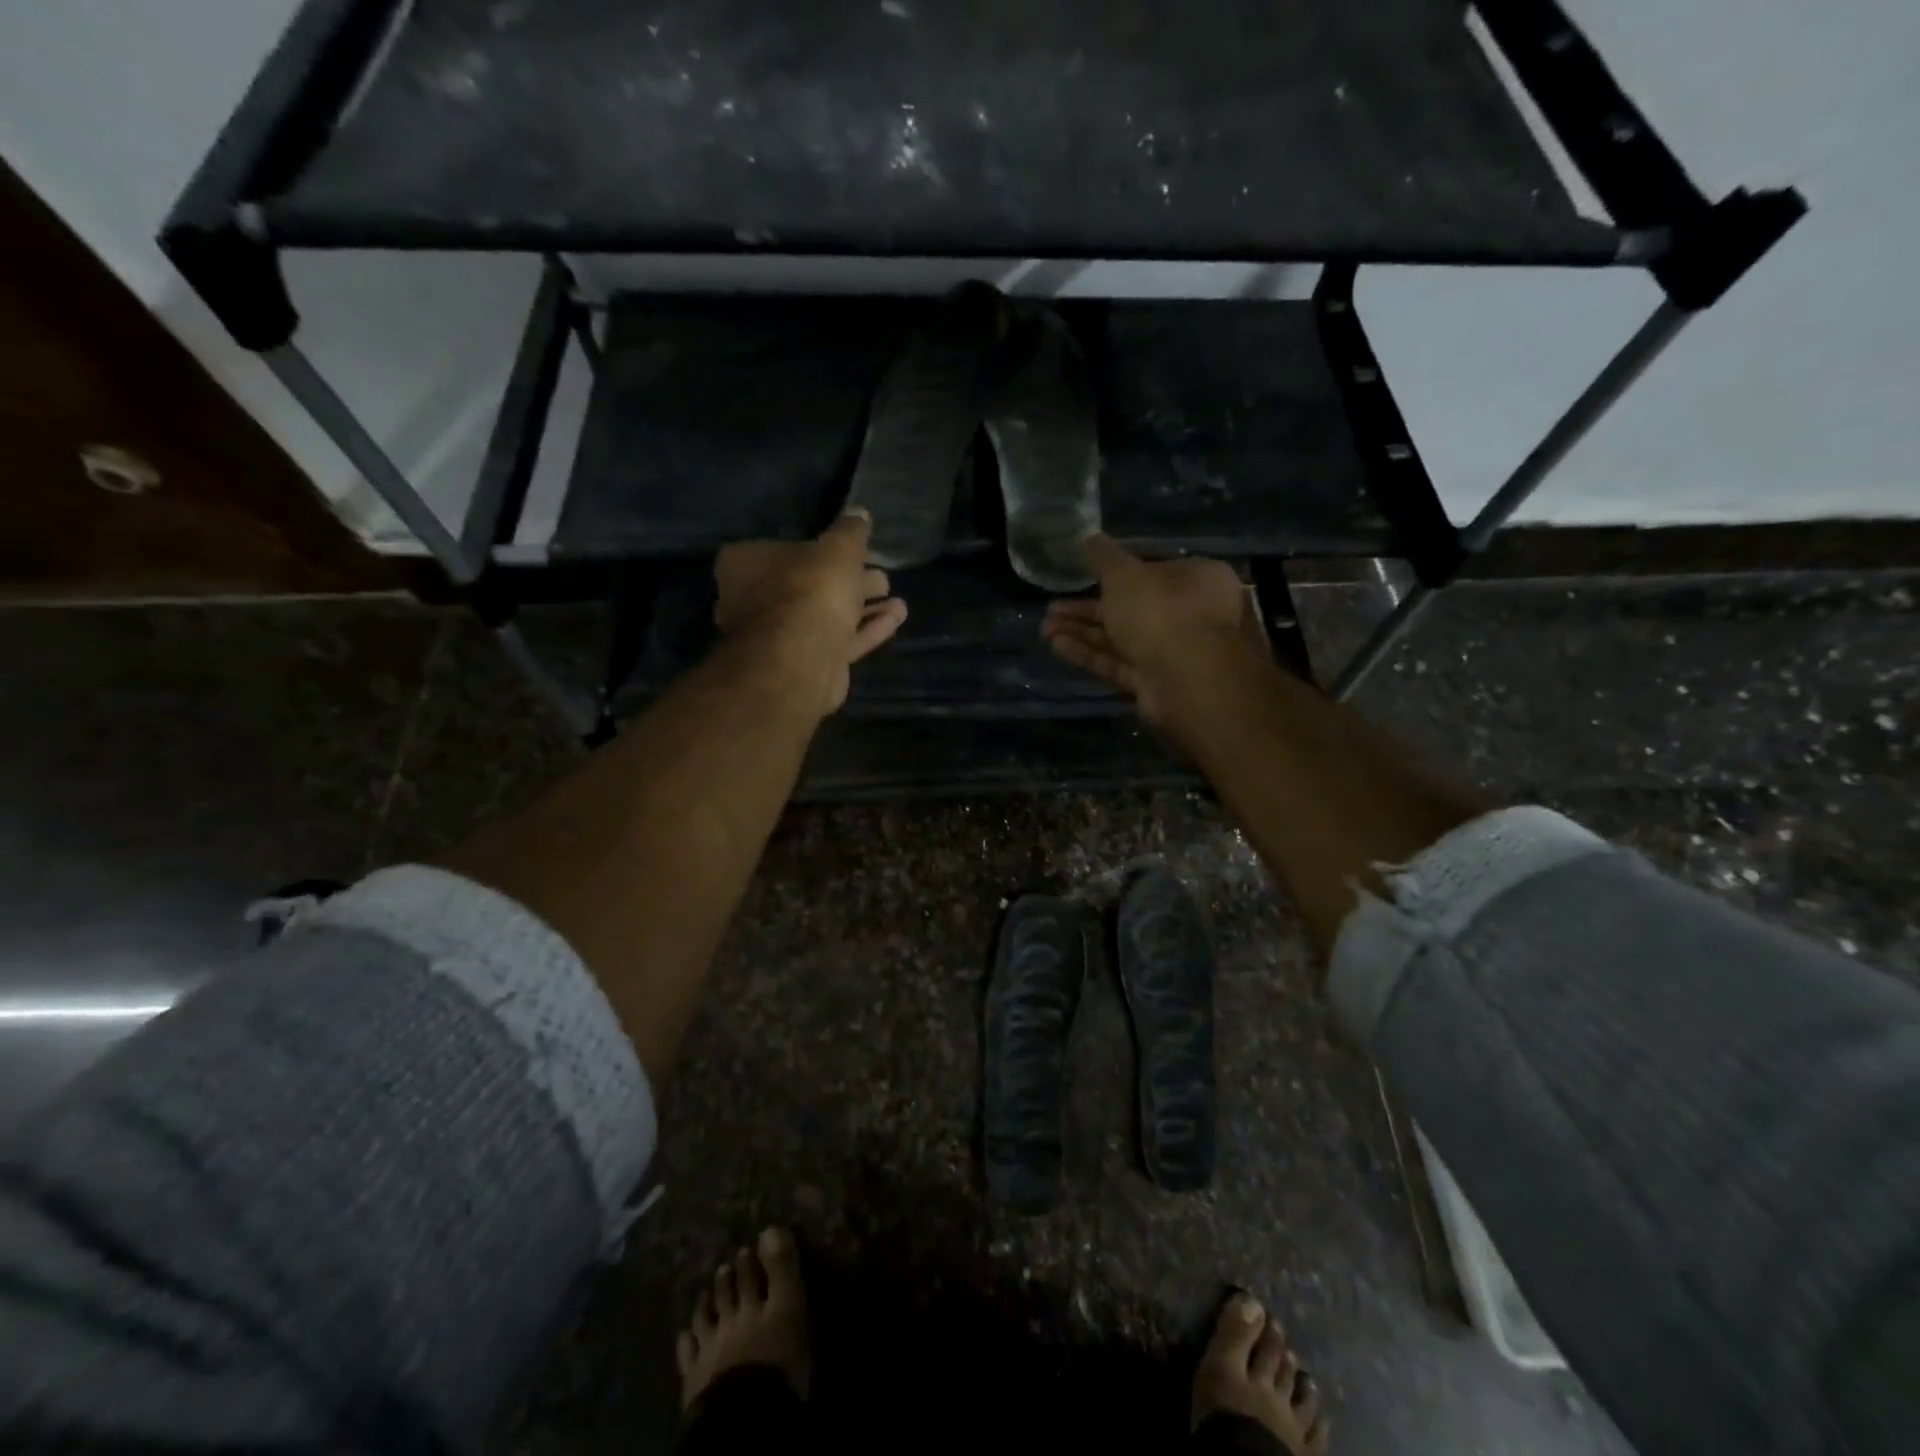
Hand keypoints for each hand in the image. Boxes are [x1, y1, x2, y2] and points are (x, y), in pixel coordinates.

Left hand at [714, 511, 907, 714]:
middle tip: (881, 577)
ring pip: (826, 617)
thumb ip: (850, 531)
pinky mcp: (804, 664)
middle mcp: (754, 602)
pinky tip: (896, 619)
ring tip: (897, 600)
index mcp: (746, 565)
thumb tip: (859, 513)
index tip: (853, 552)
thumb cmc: (811, 588)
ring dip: (863, 608)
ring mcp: (778, 638)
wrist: (803, 656)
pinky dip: (866, 630)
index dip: (821, 550)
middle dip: (848, 582)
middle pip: (808, 586)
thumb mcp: (838, 547)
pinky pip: (837, 641)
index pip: (783, 550)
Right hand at [1041, 534, 1260, 725]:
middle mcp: (1190, 614)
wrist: (1184, 679)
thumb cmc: (1159, 611)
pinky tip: (1058, 646)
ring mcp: (1173, 652)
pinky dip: (1090, 655)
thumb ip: (1103, 557)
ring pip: (1121, 638)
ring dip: (1083, 633)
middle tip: (1052, 608)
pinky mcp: (1155, 682)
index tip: (1084, 576)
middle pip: (1132, 608)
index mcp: (1196, 578)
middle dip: (1087, 609)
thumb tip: (1089, 536)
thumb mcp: (1124, 574)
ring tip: (1045, 629)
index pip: (1152, 570)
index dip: (1116, 573)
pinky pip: (1118, 664)